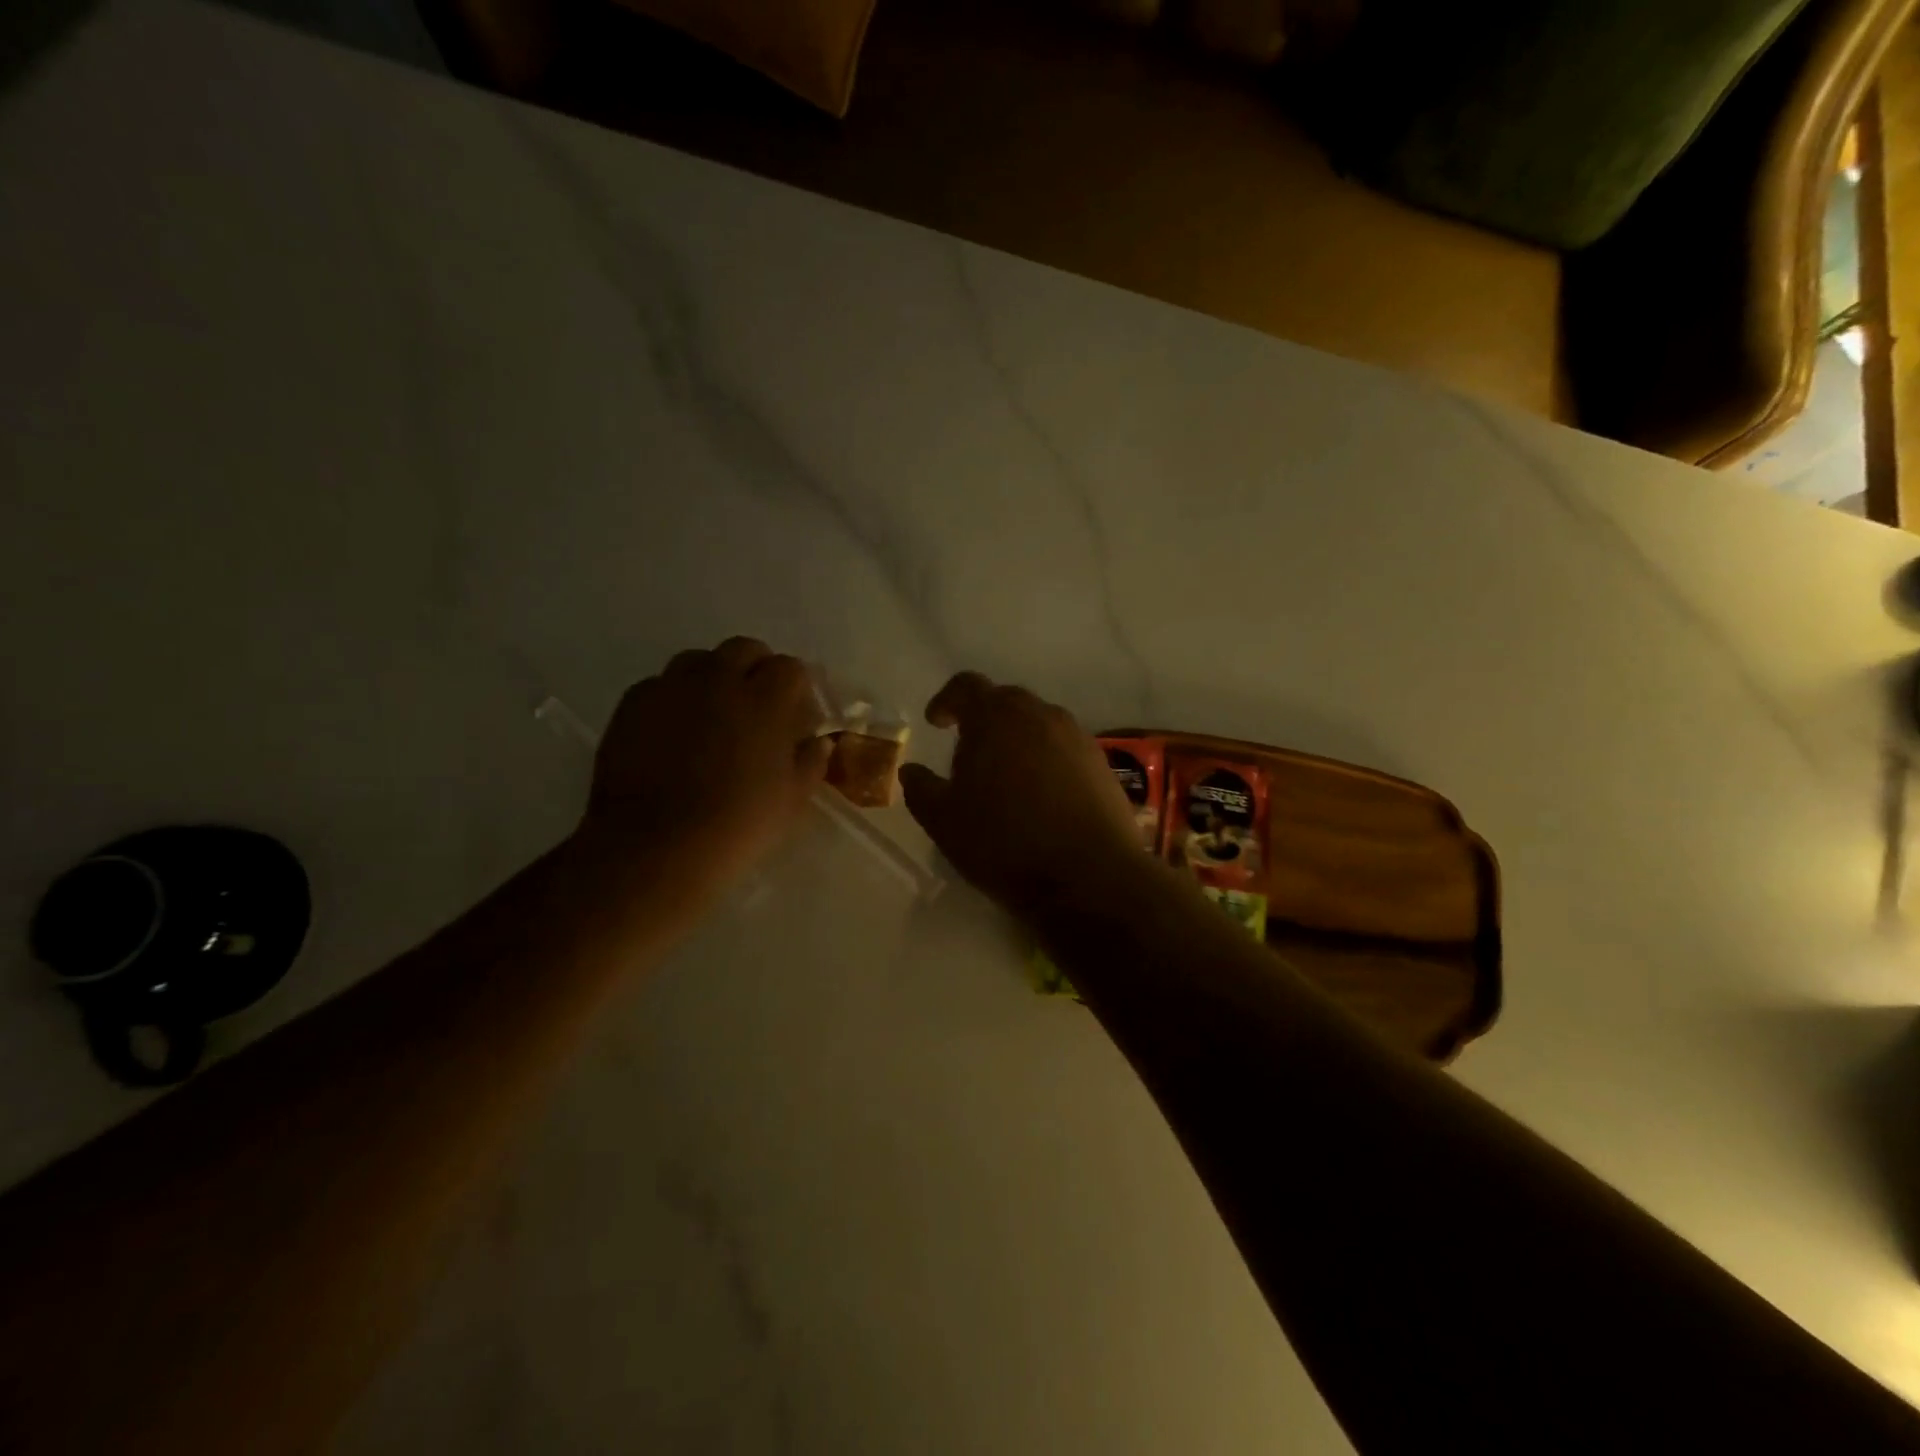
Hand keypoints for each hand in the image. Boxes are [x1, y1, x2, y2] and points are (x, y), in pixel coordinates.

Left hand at [576, 638, 829, 901]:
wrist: (656, 845)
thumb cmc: (738, 824)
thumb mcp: (792, 800)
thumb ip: (810, 762)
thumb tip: (816, 742)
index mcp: (766, 699)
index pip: (791, 668)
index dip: (797, 689)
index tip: (797, 715)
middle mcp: (719, 679)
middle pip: (745, 649)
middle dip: (757, 669)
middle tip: (757, 707)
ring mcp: (672, 687)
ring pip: (699, 660)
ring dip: (714, 677)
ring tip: (713, 714)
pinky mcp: (633, 703)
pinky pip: (661, 685)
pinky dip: (675, 699)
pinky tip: (674, 733)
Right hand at [899, 673, 1146, 913]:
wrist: (1089, 877)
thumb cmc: (1004, 843)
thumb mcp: (944, 822)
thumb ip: (921, 789)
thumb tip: (911, 771)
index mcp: (996, 717)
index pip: (966, 686)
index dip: (946, 700)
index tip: (937, 723)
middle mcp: (1040, 715)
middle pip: (1005, 700)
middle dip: (983, 719)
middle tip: (969, 753)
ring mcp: (1077, 737)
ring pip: (1038, 724)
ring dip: (1017, 739)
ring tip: (1005, 776)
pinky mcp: (1102, 764)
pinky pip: (1064, 748)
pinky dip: (1046, 759)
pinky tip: (1041, 795)